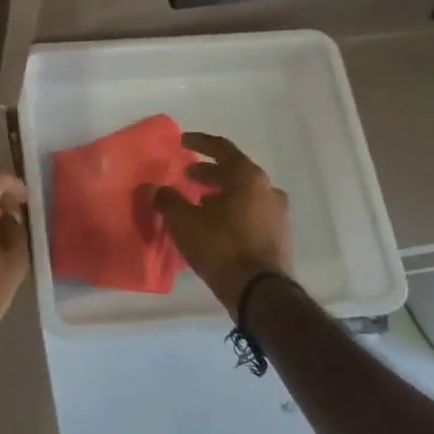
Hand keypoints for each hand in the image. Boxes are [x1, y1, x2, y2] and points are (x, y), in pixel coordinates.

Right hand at [156, 132, 291, 317]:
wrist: (260, 292)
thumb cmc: (221, 246)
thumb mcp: (185, 221)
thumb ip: (168, 200)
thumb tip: (154, 188)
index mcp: (248, 177)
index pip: (222, 149)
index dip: (200, 143)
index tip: (182, 141)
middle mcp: (267, 189)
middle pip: (235, 171)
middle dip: (209, 172)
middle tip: (188, 176)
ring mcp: (277, 214)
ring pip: (244, 194)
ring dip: (221, 193)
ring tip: (198, 201)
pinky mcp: (278, 236)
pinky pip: (251, 212)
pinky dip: (232, 210)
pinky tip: (215, 224)